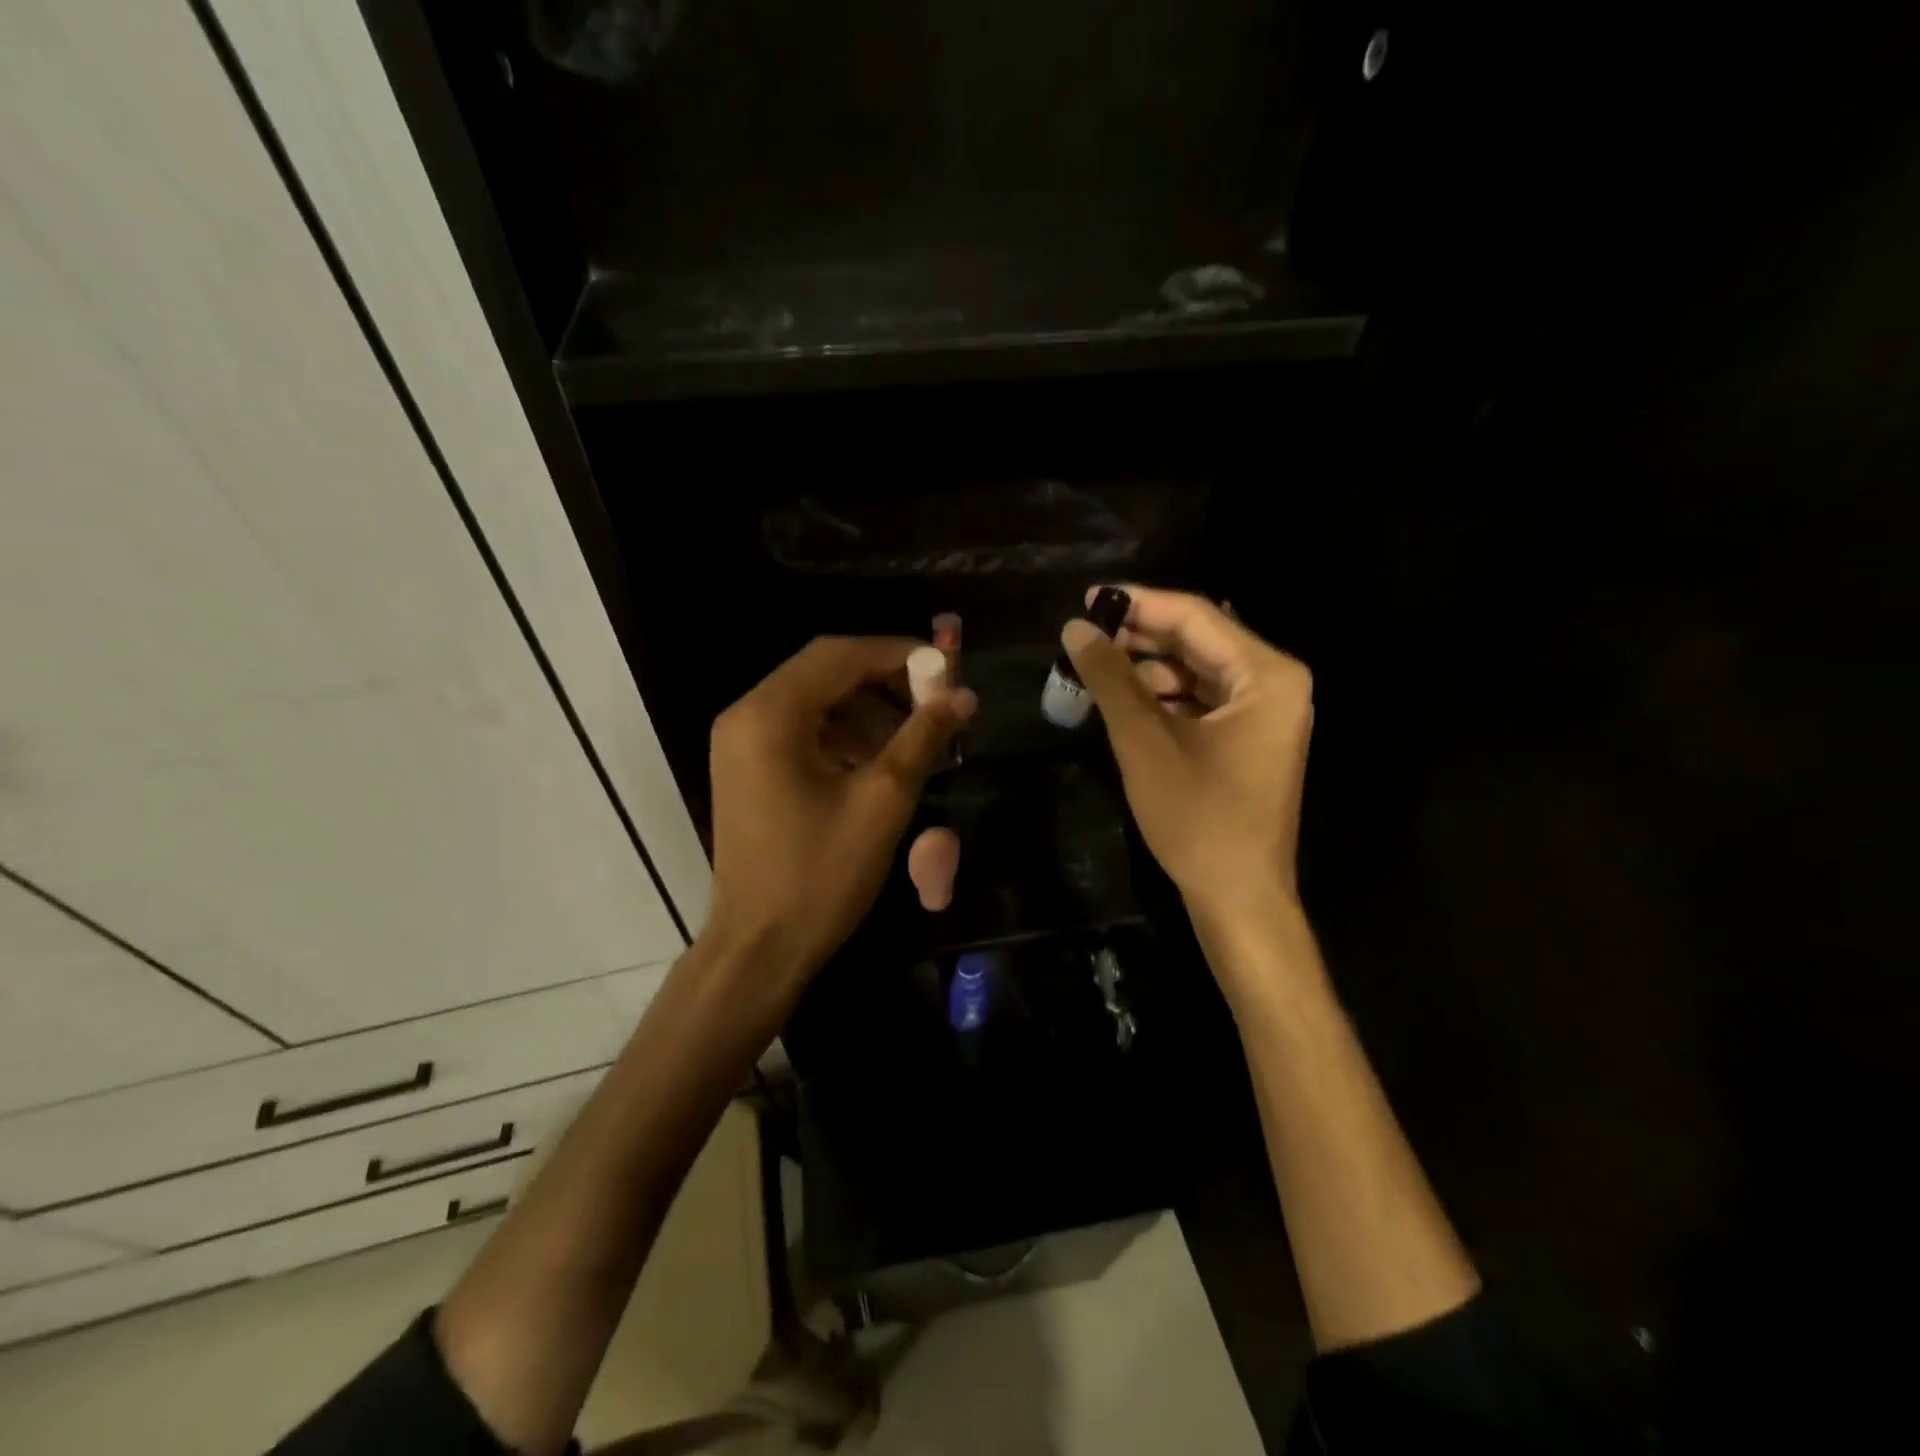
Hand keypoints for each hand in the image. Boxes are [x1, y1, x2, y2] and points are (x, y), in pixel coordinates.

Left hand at [705, 636, 975, 984]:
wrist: (761, 948)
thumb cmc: (820, 875)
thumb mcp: (883, 802)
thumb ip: (923, 737)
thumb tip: (964, 695)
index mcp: (769, 715)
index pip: (838, 655)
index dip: (897, 653)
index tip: (947, 669)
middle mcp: (746, 716)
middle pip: (824, 672)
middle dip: (885, 680)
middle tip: (937, 699)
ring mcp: (742, 744)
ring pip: (815, 700)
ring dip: (868, 707)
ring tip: (919, 731)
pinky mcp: (749, 769)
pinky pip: (802, 731)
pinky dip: (844, 733)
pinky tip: (883, 756)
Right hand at [1062, 586, 1312, 922]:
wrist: (1238, 898)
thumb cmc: (1198, 818)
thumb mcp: (1145, 742)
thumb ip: (1110, 678)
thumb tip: (1076, 628)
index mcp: (1267, 674)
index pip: (1196, 616)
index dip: (1138, 604)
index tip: (1087, 599)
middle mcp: (1275, 683)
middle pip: (1199, 640)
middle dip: (1139, 637)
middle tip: (1084, 637)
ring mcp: (1266, 712)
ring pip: (1197, 671)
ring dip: (1146, 669)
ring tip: (1093, 671)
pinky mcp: (1249, 738)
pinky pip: (1201, 700)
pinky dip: (1162, 698)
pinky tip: (1121, 702)